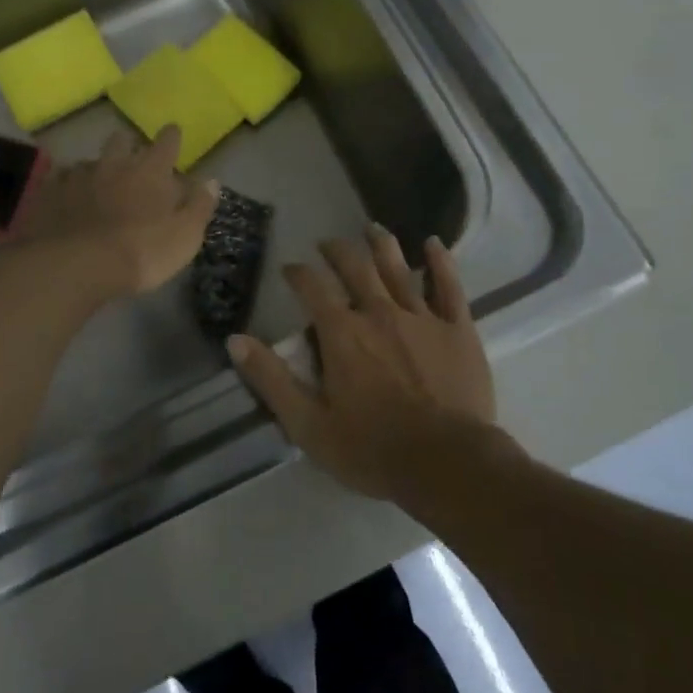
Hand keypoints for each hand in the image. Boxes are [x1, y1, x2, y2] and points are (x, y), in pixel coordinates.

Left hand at [18, 125, 218, 296]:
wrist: (77, 265)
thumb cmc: (142, 252)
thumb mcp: (185, 236)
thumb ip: (199, 206)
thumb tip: (211, 181)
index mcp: (151, 171)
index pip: (167, 142)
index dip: (172, 137)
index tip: (173, 134)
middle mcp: (114, 164)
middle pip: (122, 140)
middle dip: (129, 145)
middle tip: (133, 160)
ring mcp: (78, 176)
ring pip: (90, 161)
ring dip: (97, 169)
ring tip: (98, 185)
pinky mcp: (50, 193)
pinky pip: (60, 180)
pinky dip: (68, 187)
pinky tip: (68, 200)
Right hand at [226, 227, 496, 500]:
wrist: (447, 464)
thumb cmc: (372, 449)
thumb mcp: (307, 424)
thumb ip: (271, 379)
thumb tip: (235, 340)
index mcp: (341, 333)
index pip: (311, 288)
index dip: (297, 274)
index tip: (289, 269)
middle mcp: (378, 313)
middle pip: (354, 268)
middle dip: (336, 251)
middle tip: (327, 243)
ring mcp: (421, 318)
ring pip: (398, 269)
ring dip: (381, 245)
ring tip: (372, 228)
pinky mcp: (457, 329)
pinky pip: (449, 287)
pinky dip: (440, 263)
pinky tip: (434, 244)